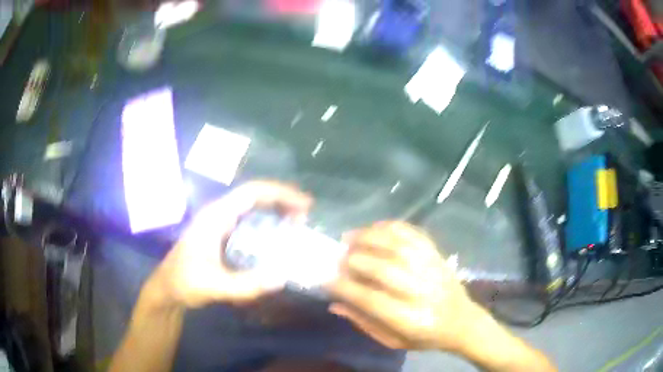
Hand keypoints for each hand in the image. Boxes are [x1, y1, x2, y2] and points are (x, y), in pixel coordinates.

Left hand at [146, 181, 311, 309]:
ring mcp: (219, 224)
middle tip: (307, 214)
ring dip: (275, 210)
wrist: (167, 289)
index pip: (250, 193)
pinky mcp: (222, 235)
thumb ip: (246, 285)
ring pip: (252, 208)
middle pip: (254, 196)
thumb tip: (282, 277)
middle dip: (282, 200)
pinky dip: (267, 223)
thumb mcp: (214, 286)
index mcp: (215, 217)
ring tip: (298, 223)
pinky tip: (277, 237)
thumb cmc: (184, 283)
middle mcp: (219, 214)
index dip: (279, 193)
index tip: (304, 204)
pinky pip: (248, 221)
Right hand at [327, 221, 483, 350]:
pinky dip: (390, 227)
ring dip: (369, 238)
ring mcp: (432, 268)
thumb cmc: (425, 336)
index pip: (372, 300)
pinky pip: (413, 233)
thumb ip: (364, 323)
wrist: (462, 321)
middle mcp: (423, 291)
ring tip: (349, 238)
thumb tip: (335, 303)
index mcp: (411, 319)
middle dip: (354, 261)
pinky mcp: (437, 254)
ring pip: (398, 246)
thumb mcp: (394, 341)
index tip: (327, 280)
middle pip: (384, 269)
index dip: (346, 287)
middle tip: (338, 259)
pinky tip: (373, 229)